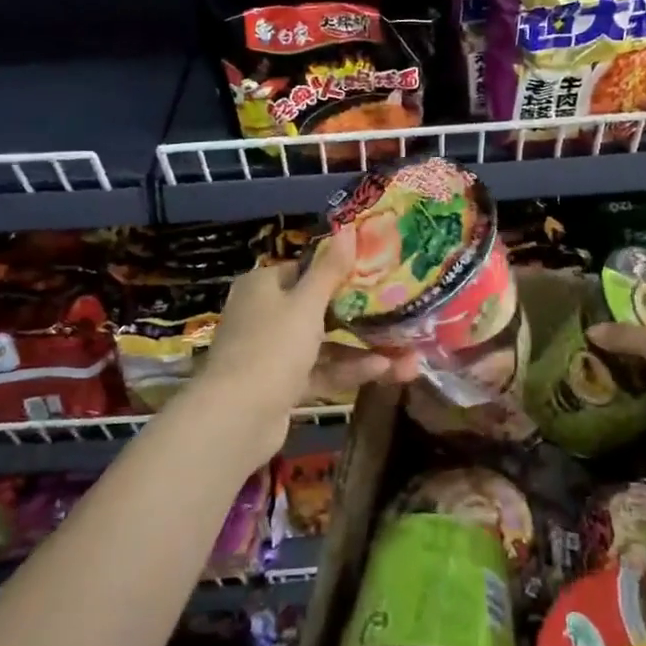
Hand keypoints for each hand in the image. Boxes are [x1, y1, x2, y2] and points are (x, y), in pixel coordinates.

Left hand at [191, 227, 417, 459]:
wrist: (237, 417)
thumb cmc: (272, 346)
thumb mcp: (306, 304)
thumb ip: (330, 269)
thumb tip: (348, 228)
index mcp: (263, 286)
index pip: (305, 269)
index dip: (339, 270)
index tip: (377, 272)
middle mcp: (265, 314)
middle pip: (318, 308)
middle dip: (360, 315)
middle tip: (399, 313)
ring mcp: (273, 351)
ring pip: (324, 343)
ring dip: (362, 347)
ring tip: (407, 355)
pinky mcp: (282, 384)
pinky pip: (320, 370)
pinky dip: (348, 369)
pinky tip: (385, 370)